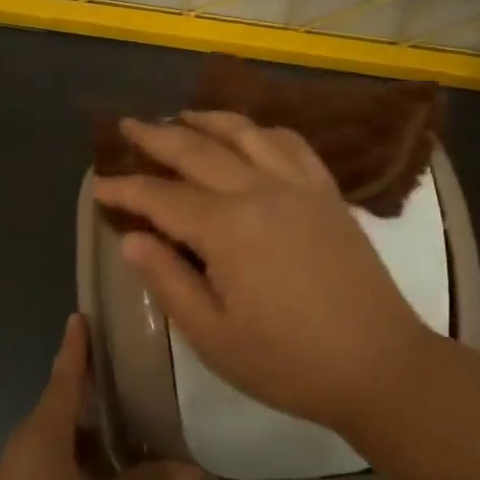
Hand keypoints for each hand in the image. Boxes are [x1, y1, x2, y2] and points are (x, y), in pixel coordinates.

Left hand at [0, 316, 202, 479]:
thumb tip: (188, 471)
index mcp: (40, 439)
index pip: (63, 379)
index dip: (75, 349)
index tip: (78, 318)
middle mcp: (18, 456)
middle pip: (60, 422)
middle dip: (97, 420)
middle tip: (133, 414)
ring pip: (56, 462)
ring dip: (92, 466)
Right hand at [91, 112, 428, 433]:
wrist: (381, 365)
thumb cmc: (289, 362)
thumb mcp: (213, 336)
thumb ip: (168, 282)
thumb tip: (131, 240)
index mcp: (227, 228)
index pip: (162, 197)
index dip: (126, 190)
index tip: (98, 186)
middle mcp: (260, 191)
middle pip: (198, 151)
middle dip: (157, 136)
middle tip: (127, 125)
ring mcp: (299, 186)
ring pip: (245, 134)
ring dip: (208, 120)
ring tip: (182, 115)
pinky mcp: (327, 192)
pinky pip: (291, 144)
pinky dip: (262, 130)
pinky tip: (251, 133)